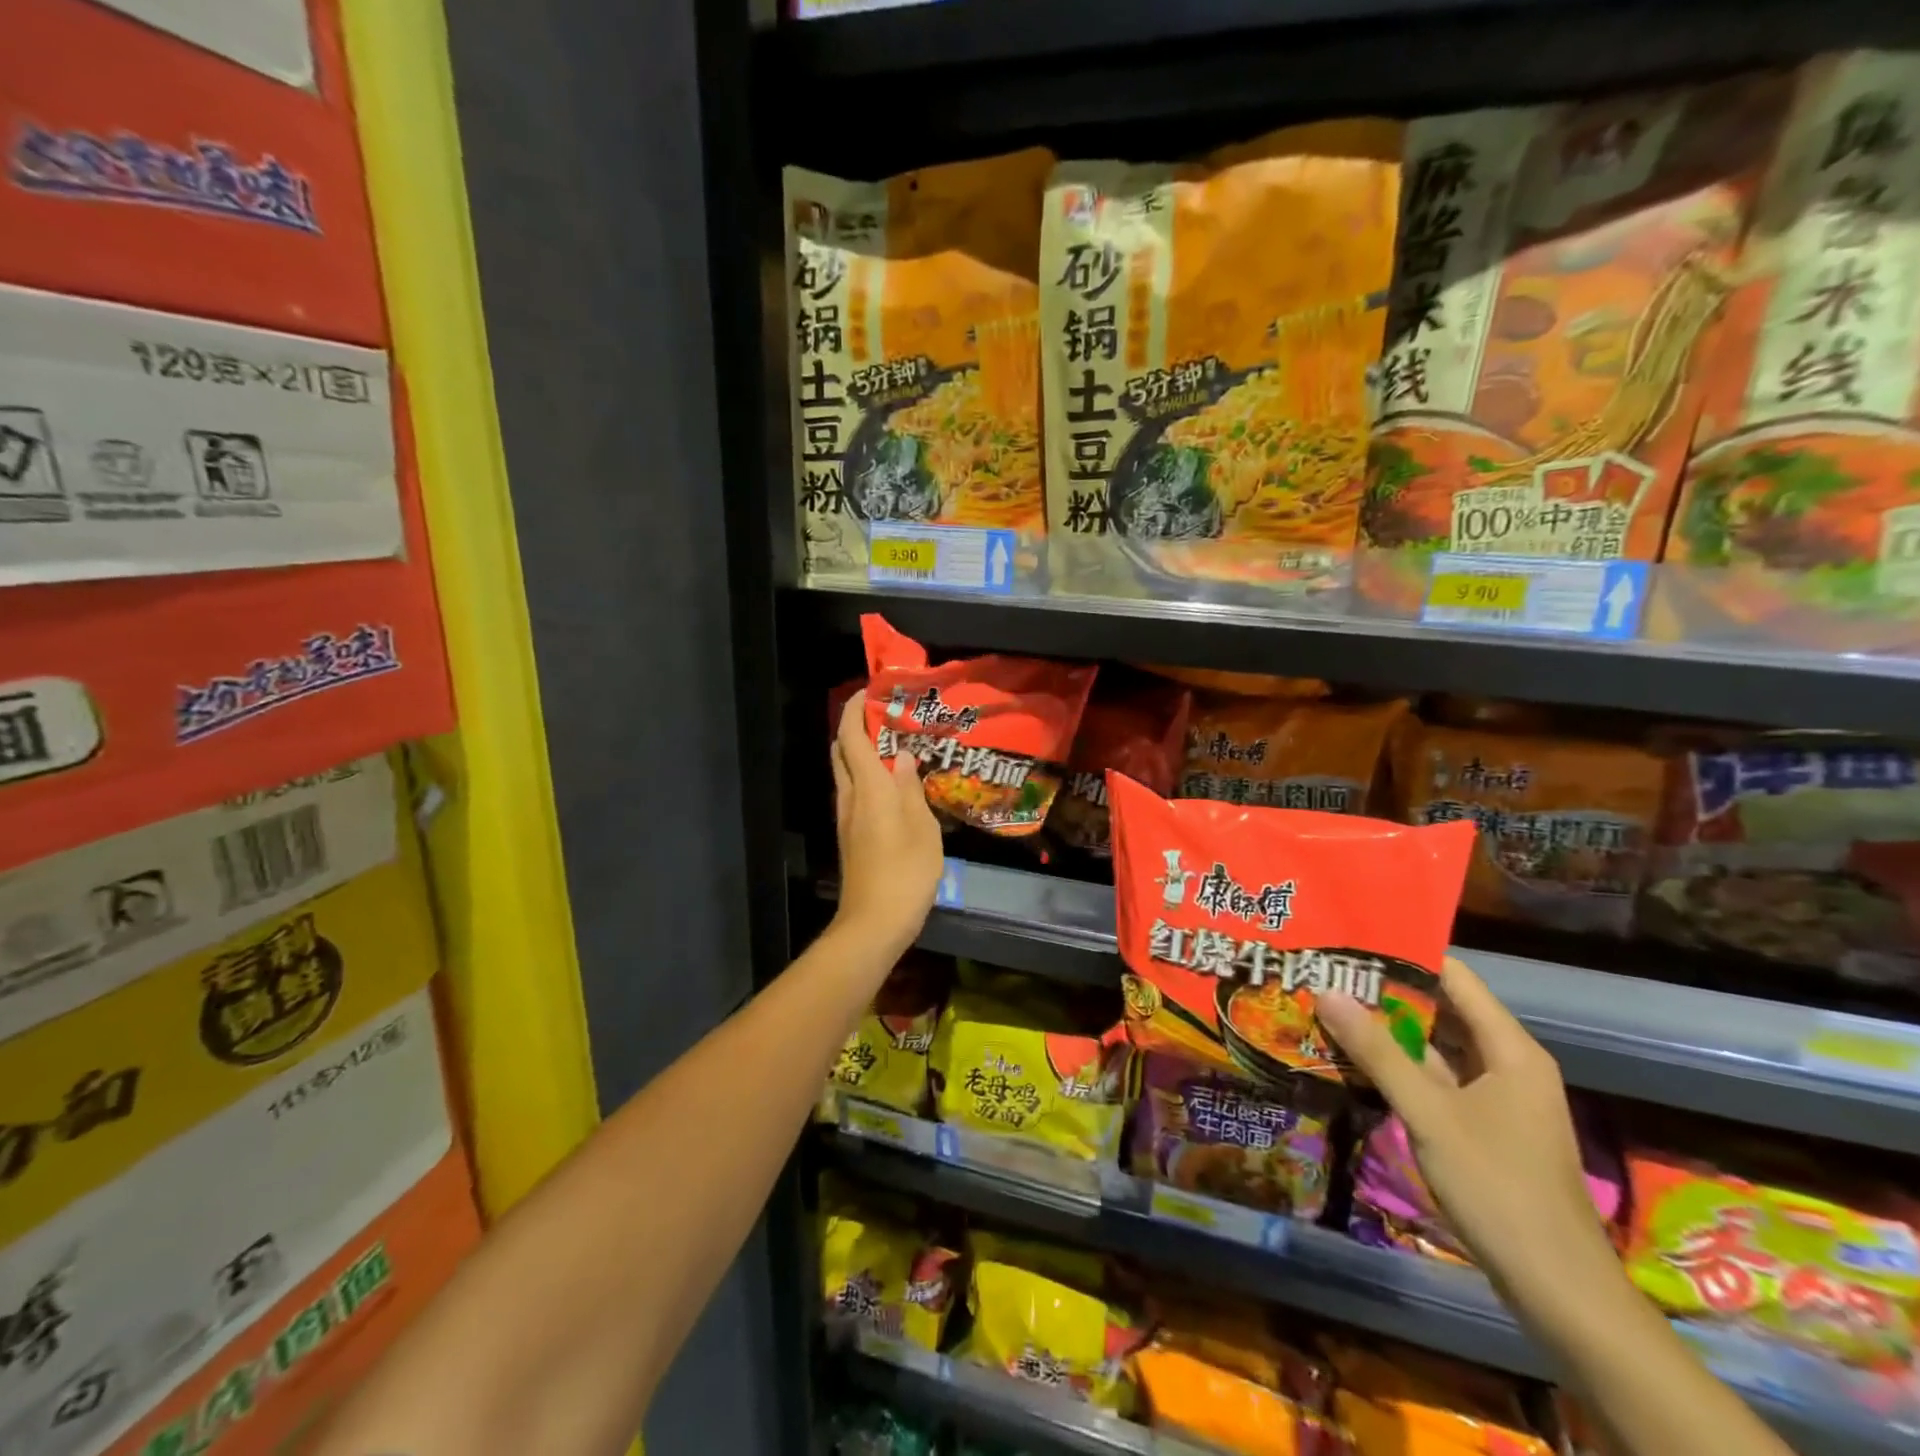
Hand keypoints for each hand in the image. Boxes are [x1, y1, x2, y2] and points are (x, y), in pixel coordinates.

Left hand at [831, 691, 942, 958]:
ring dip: (864, 753)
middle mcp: (850, 796)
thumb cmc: (905, 871)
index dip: (856, 709)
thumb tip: (904, 758)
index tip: (872, 691)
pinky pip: (855, 792)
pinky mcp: (851, 835)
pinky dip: (868, 777)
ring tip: (898, 747)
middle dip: (858, 728)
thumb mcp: (922, 827)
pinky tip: (895, 785)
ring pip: (847, 772)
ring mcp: (847, 817)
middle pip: (843, 751)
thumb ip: (912, 788)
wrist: (874, 922)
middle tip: (889, 718)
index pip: (852, 736)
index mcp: (869, 787)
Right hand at [1317, 957, 1615, 1306]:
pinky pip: (1436, 1081)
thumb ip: (1377, 1051)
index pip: (1455, 978)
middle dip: (1387, 993)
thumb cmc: (1499, 1188)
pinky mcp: (1483, 1128)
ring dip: (1388, 1032)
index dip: (1406, 955)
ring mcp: (1496, 1099)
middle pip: (1443, 1010)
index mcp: (1510, 1049)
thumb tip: (1327, 990)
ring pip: (1435, 1048)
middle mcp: (1507, 1064)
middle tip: (1329, 973)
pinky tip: (1355, 1061)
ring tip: (1330, 1007)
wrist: (1558, 1290)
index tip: (1352, 942)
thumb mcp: (1429, 1114)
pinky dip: (1399, 1068)